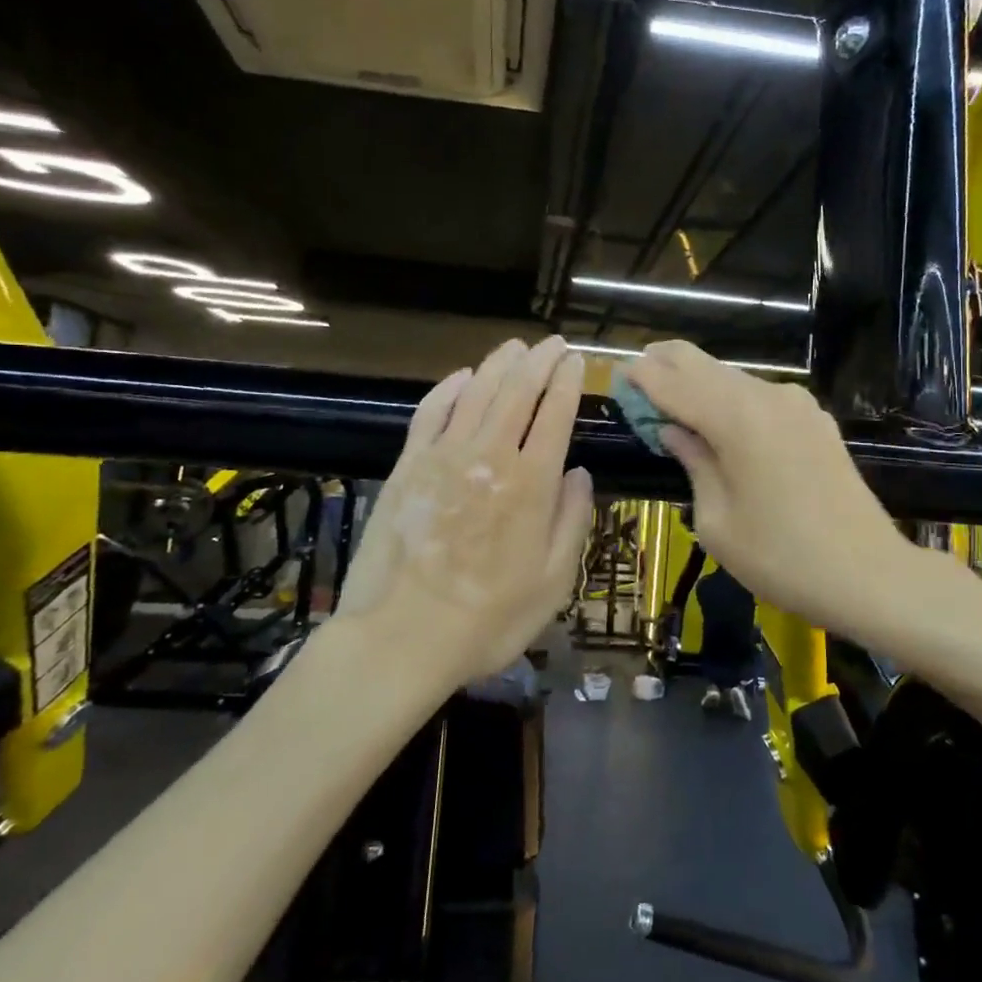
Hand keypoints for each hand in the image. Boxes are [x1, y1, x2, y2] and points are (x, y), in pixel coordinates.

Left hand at [338, 336, 593, 685]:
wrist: (401, 638)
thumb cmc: (488, 619)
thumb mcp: (553, 583)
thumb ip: (572, 521)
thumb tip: (580, 473)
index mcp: (532, 484)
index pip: (556, 414)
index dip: (569, 382)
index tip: (577, 361)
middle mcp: (490, 457)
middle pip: (517, 391)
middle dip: (539, 361)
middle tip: (553, 343)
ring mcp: (443, 457)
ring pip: (476, 392)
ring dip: (498, 364)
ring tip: (515, 347)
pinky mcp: (407, 466)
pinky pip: (430, 412)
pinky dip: (448, 388)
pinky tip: (461, 377)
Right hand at [624, 340, 912, 631]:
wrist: (870, 574)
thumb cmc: (781, 558)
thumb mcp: (716, 520)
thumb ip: (692, 462)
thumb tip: (673, 430)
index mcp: (736, 419)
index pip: (672, 382)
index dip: (640, 376)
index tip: (615, 374)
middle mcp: (766, 397)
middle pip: (703, 364)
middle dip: (665, 365)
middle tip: (637, 379)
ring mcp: (797, 404)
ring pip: (733, 377)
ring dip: (698, 383)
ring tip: (672, 403)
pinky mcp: (815, 419)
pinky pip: (760, 397)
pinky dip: (730, 399)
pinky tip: (720, 423)